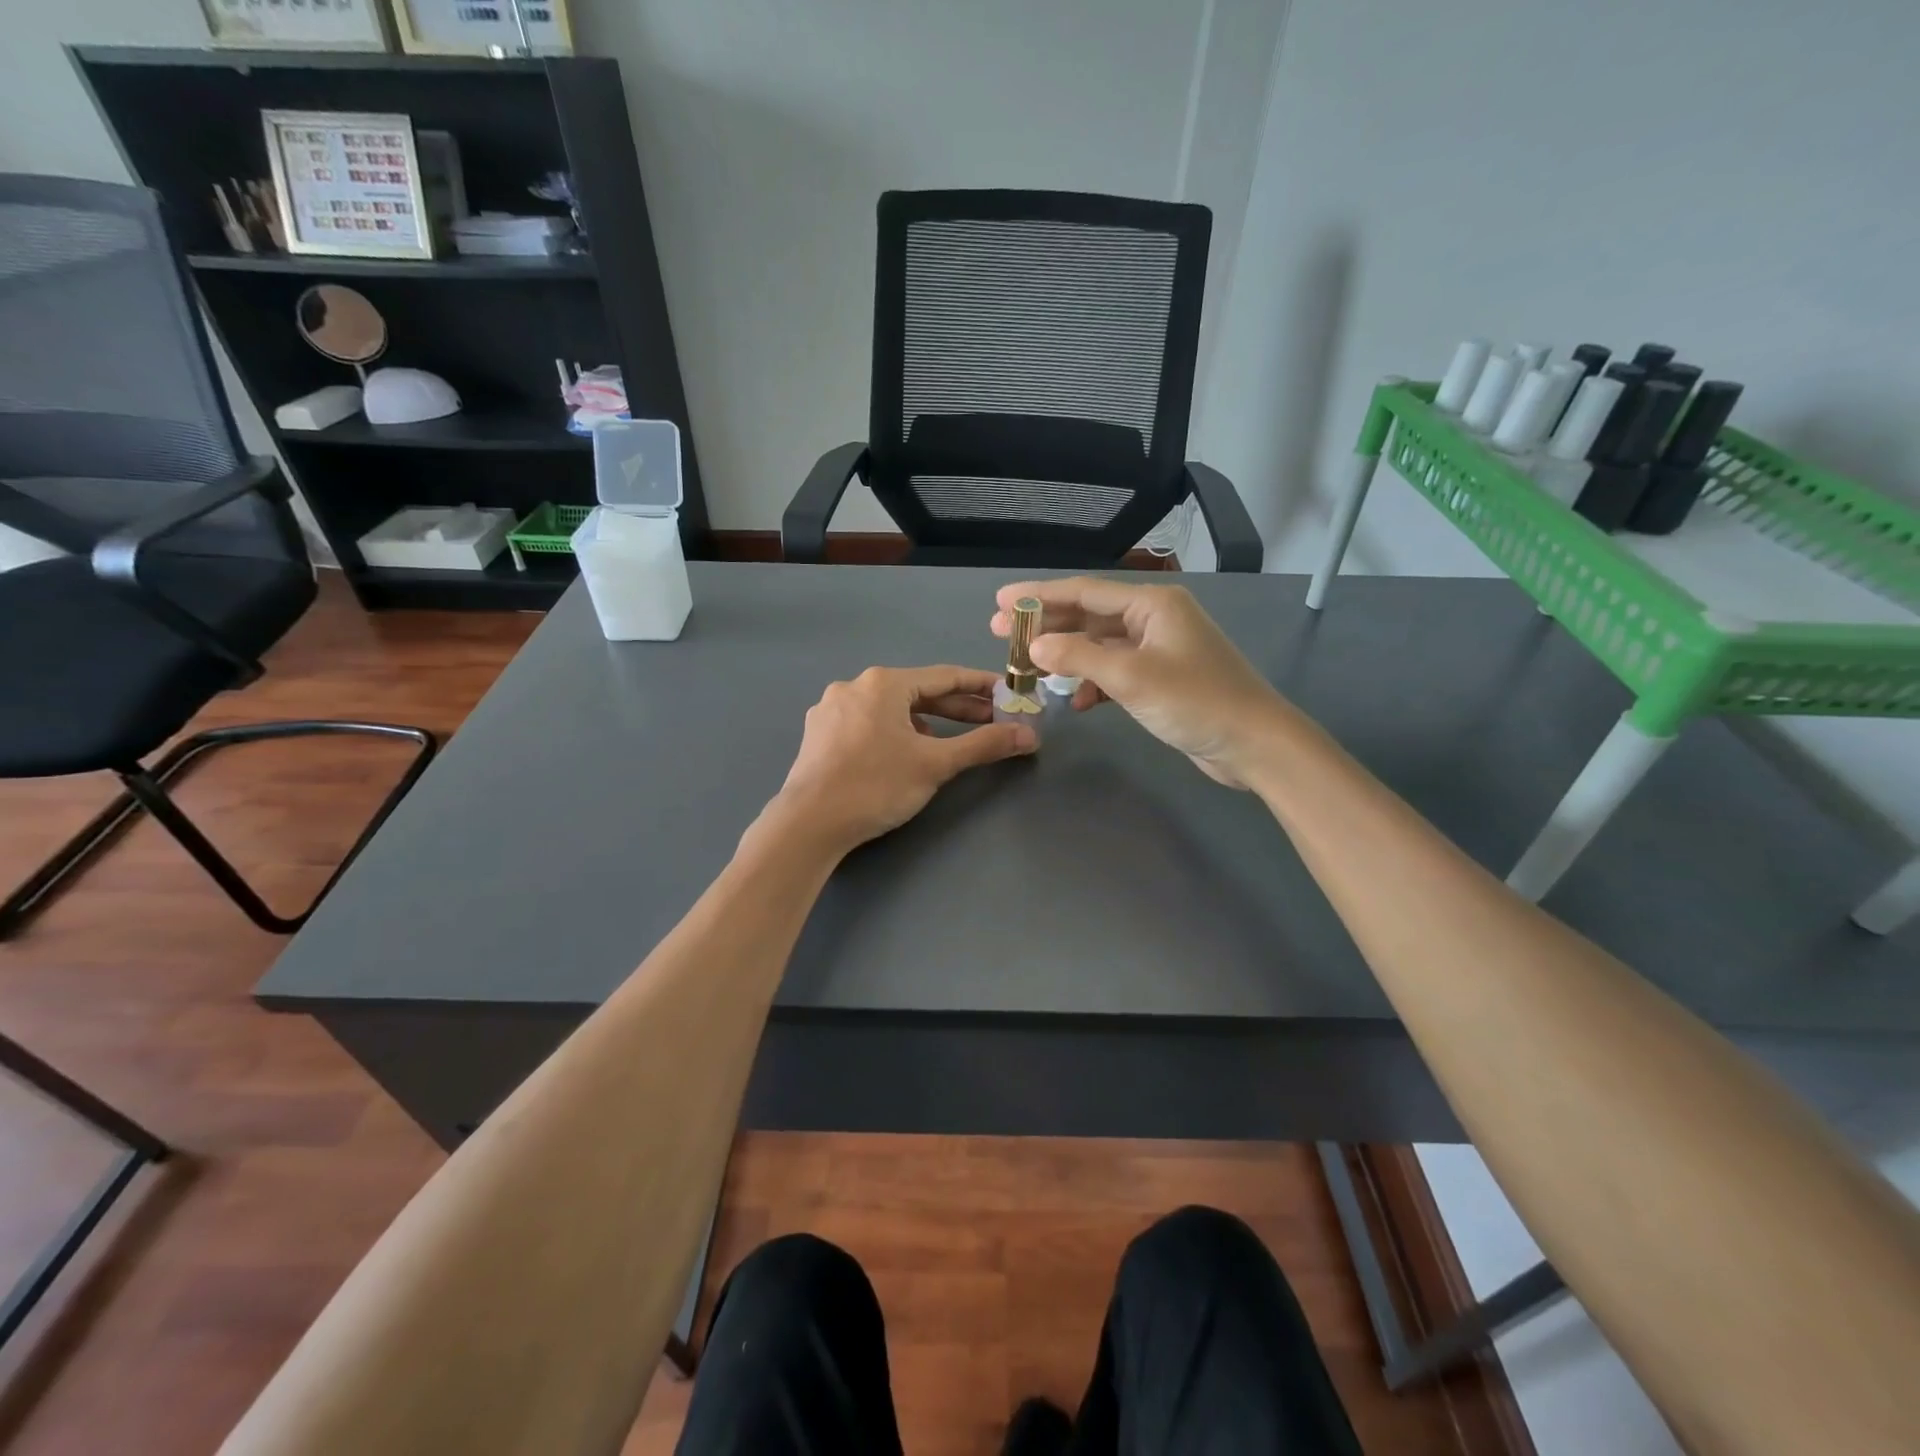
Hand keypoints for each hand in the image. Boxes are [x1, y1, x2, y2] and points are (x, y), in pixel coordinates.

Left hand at [767, 665, 1036, 854]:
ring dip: (925, 722)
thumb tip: (1029, 735)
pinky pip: (867, 723)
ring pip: (890, 709)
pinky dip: (894, 732)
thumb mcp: (935, 764)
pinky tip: (905, 753)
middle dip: (956, 708)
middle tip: (991, 722)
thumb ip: (983, 745)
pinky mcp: (819, 734)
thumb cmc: (876, 786)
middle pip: (917, 692)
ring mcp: (831, 709)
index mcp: (883, 683)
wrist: (808, 824)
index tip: (1007, 694)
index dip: (981, 686)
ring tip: (950, 742)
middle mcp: (854, 686)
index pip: (945, 677)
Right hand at [991, 578, 1284, 787]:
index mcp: (1152, 604)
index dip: (1039, 596)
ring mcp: (1159, 649)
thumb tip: (1035, 646)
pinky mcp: (1162, 678)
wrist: (1254, 744)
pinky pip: (1116, 671)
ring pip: (1100, 646)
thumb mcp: (1132, 677)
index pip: (1084, 592)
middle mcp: (1154, 618)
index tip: (1001, 601)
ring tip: (1029, 668)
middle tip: (1001, 633)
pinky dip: (1094, 683)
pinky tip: (1078, 701)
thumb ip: (1079, 658)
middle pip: (1089, 616)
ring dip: (1068, 657)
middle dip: (1047, 625)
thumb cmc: (1196, 701)